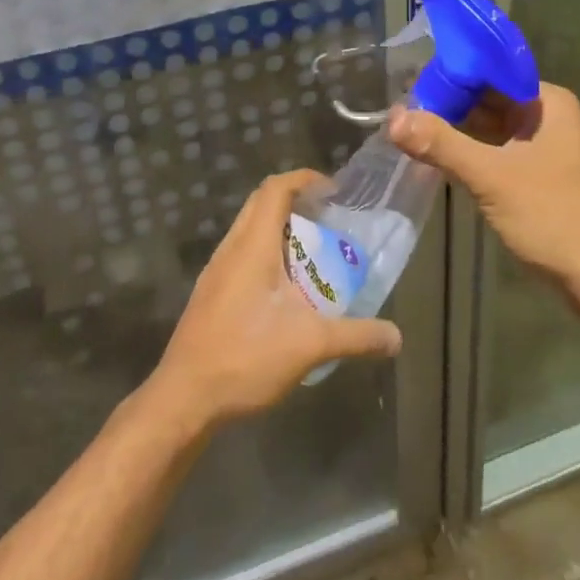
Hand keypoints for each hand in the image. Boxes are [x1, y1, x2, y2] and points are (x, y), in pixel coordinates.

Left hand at [147, 170, 402, 431]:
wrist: (183, 400)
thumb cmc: (245, 358)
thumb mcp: (311, 345)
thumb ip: (357, 336)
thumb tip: (396, 337)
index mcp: (252, 246)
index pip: (275, 189)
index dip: (305, 179)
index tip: (335, 191)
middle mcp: (231, 249)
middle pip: (261, 204)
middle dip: (296, 203)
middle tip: (330, 220)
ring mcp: (216, 272)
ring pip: (249, 231)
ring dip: (281, 231)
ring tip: (314, 256)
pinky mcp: (210, 295)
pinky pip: (242, 256)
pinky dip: (268, 255)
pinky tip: (287, 293)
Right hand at [387, 82, 579, 288]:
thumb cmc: (552, 216)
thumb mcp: (491, 177)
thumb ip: (441, 144)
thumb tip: (392, 117)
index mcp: (547, 102)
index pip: (491, 71)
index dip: (451, 74)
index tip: (409, 82)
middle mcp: (548, 116)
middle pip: (489, 98)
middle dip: (448, 102)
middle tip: (400, 107)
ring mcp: (544, 147)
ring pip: (491, 126)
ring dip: (456, 128)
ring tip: (410, 127)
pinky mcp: (538, 175)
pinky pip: (496, 151)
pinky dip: (470, 151)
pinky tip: (437, 155)